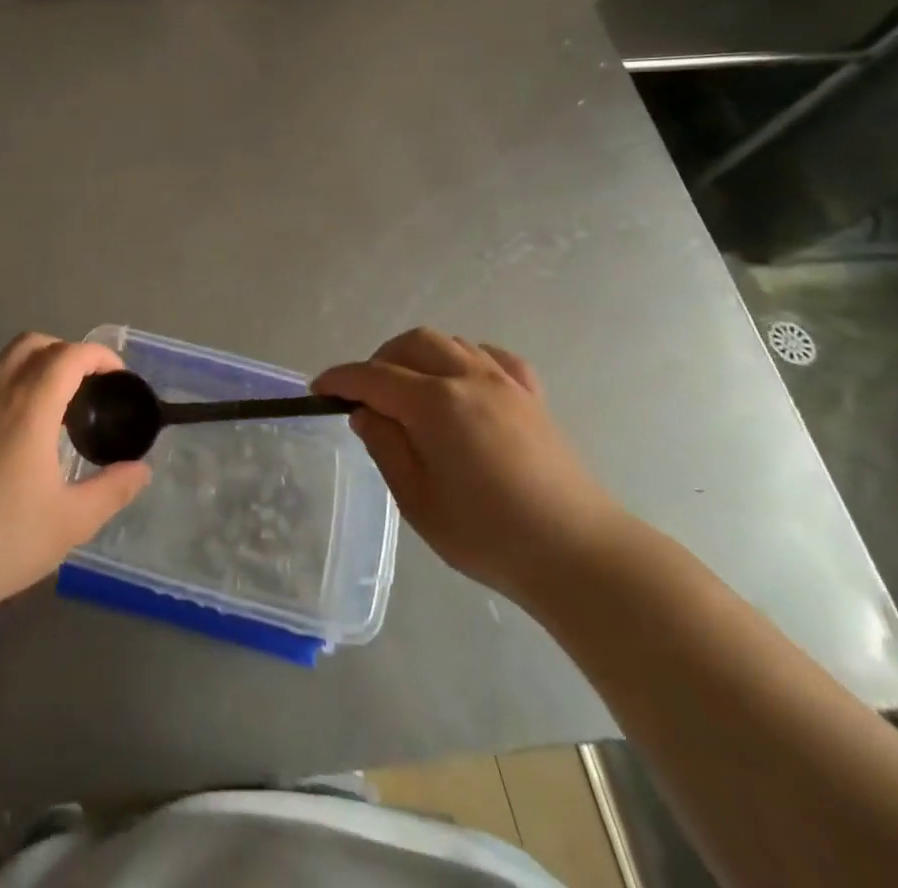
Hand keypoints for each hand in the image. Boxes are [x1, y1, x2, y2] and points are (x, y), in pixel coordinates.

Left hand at [0, 333, 151, 625]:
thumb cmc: (1, 541)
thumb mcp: (70, 522)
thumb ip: (112, 490)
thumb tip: (141, 470)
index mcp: (27, 407)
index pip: (68, 355)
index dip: (98, 356)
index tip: (118, 378)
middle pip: (32, 344)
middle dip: (66, 352)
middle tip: (88, 387)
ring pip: (4, 363)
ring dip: (36, 368)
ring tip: (57, 412)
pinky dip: (12, 389)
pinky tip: (19, 438)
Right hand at [315, 329, 625, 605]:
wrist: (579, 555)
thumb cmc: (489, 536)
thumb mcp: (418, 501)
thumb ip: (386, 447)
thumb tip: (366, 413)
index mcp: (436, 404)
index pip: (374, 377)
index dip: (341, 379)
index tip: (318, 389)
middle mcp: (469, 379)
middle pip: (412, 344)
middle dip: (379, 360)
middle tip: (366, 395)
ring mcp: (505, 383)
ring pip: (451, 343)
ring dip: (419, 356)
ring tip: (410, 390)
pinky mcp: (533, 397)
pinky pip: (492, 357)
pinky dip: (466, 359)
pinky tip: (462, 382)